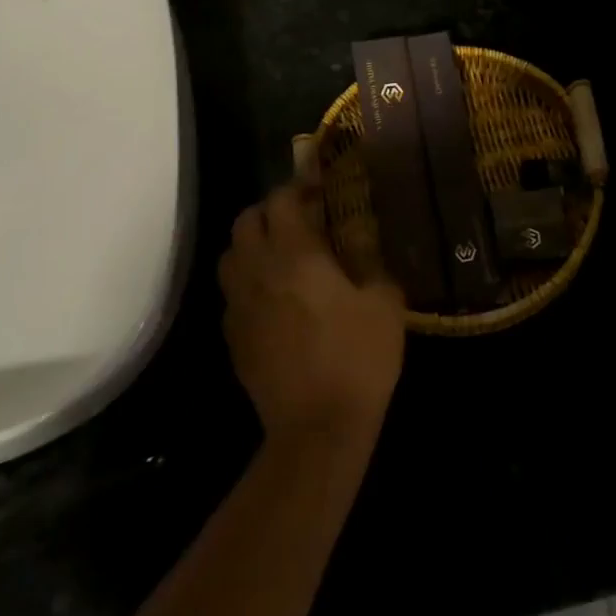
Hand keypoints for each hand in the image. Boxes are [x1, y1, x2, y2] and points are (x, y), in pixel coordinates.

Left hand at [220, 175, 405, 444]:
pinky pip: (232, 293)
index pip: (281, 201)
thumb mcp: (386, 303)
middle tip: (301, 220)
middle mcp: (259, 271)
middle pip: (245, 221)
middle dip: (270, 211)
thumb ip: (375, 267)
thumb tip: (367, 256)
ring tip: (282, 255)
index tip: (320, 191)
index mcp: (296, 255)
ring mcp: (239, 305)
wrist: (317, 427)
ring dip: (252, 244)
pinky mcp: (233, 337)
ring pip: (230, 255)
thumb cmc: (358, 357)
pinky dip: (248, 282)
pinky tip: (274, 298)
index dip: (299, 188)